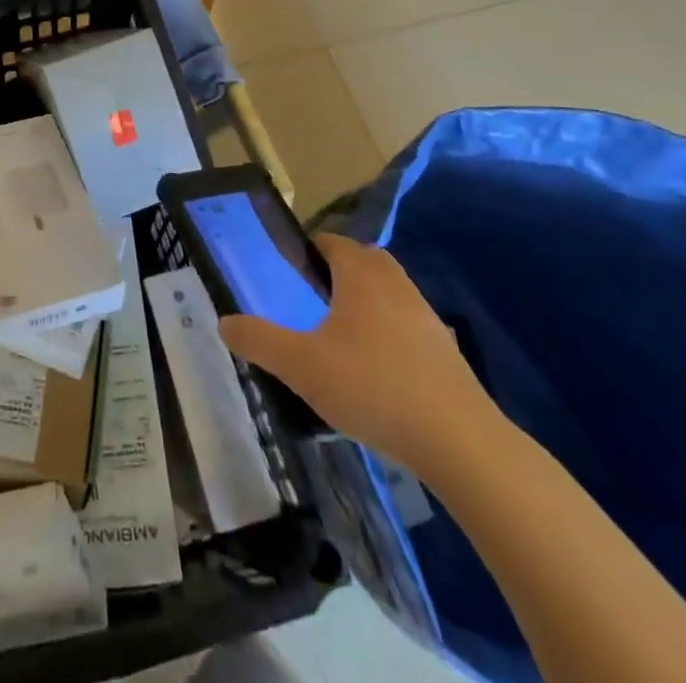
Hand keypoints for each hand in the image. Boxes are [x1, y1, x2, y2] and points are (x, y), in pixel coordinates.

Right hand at [218, 234, 494, 473]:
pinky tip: (376, 371)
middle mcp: (396, 285)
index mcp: (360, 276)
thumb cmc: (373, 388)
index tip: (289, 269)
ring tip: (340, 334)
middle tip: (312, 297)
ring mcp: (427, 318)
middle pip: (365, 260)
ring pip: (390, 292)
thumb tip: (224, 322)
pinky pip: (410, 326)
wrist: (461, 443)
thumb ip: (259, 340)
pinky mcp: (446, 353)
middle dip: (339, 270)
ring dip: (367, 301)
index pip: (332, 242)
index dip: (309, 248)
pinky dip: (390, 333)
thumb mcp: (301, 366)